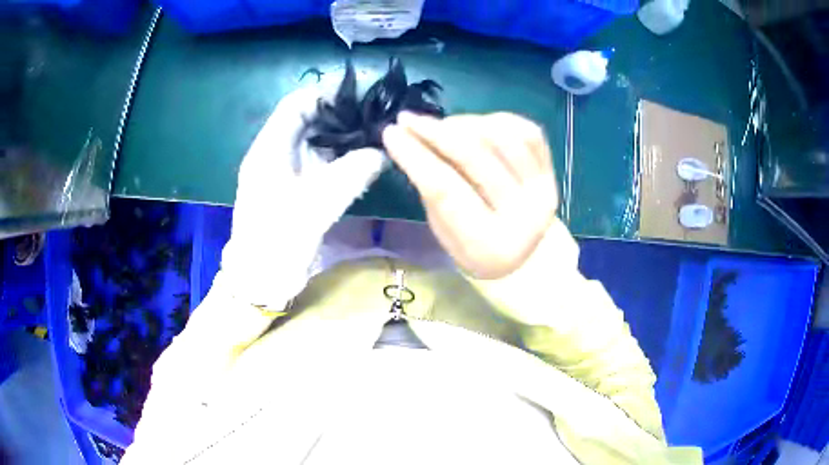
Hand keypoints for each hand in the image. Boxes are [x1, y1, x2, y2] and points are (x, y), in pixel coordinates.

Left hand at [220, 86, 387, 308]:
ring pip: (312, 141)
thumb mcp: (318, 203)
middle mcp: (273, 153)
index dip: (325, 93)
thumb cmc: (280, 237)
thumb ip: (353, 172)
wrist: (261, 277)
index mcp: (269, 148)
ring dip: (339, 136)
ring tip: (371, 131)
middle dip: (337, 113)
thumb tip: (383, 152)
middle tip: (372, 113)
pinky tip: (358, 158)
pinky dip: (335, 157)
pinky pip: (315, 162)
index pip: (295, 105)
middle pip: (305, 120)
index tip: (358, 92)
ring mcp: (281, 170)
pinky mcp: (291, 187)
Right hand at [382, 112, 557, 279]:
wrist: (523, 256)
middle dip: (435, 132)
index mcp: (490, 245)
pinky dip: (495, 121)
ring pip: (502, 137)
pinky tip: (475, 126)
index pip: (446, 190)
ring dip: (464, 123)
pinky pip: (525, 129)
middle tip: (407, 119)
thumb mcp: (444, 230)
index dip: (415, 157)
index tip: (391, 134)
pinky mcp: (553, 170)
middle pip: (475, 158)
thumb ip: (431, 188)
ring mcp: (544, 189)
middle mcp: (525, 217)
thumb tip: (412, 138)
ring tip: (443, 127)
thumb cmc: (473, 246)